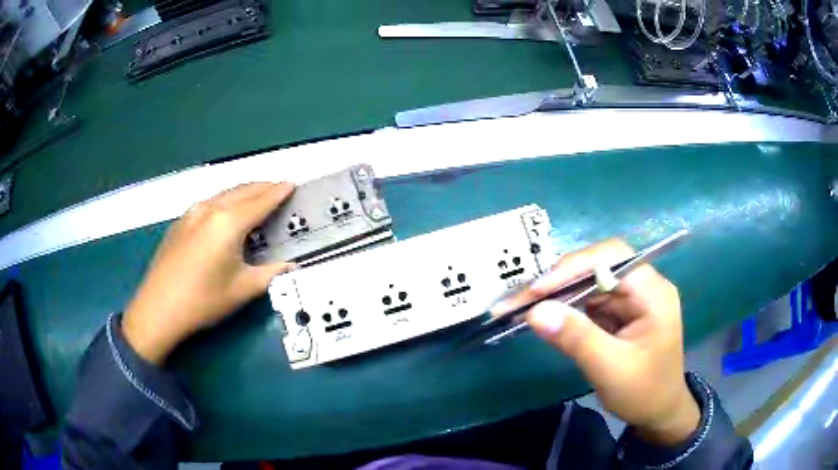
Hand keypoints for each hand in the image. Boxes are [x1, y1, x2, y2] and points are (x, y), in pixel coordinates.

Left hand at [122, 182, 295, 364]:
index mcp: (229, 222)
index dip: (279, 192)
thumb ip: (272, 273)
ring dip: (244, 192)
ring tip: (258, 198)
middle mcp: (211, 208)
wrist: (159, 308)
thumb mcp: (243, 289)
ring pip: (225, 193)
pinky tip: (228, 213)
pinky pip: (210, 202)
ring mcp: (192, 213)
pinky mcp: (181, 222)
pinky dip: (226, 201)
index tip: (292, 184)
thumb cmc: (203, 300)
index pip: (261, 201)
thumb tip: (292, 266)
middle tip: (279, 189)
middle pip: (243, 190)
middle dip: (263, 187)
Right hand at [494, 239, 698, 445]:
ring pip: (588, 284)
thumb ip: (576, 338)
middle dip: (558, 282)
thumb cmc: (644, 392)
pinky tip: (544, 316)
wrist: (658, 413)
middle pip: (597, 268)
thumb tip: (535, 312)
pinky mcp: (618, 314)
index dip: (574, 266)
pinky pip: (588, 303)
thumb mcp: (611, 368)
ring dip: (556, 295)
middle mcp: (642, 287)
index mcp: (652, 292)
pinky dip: (564, 309)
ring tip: (522, 307)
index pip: (613, 258)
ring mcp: (629, 300)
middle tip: (520, 300)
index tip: (539, 289)